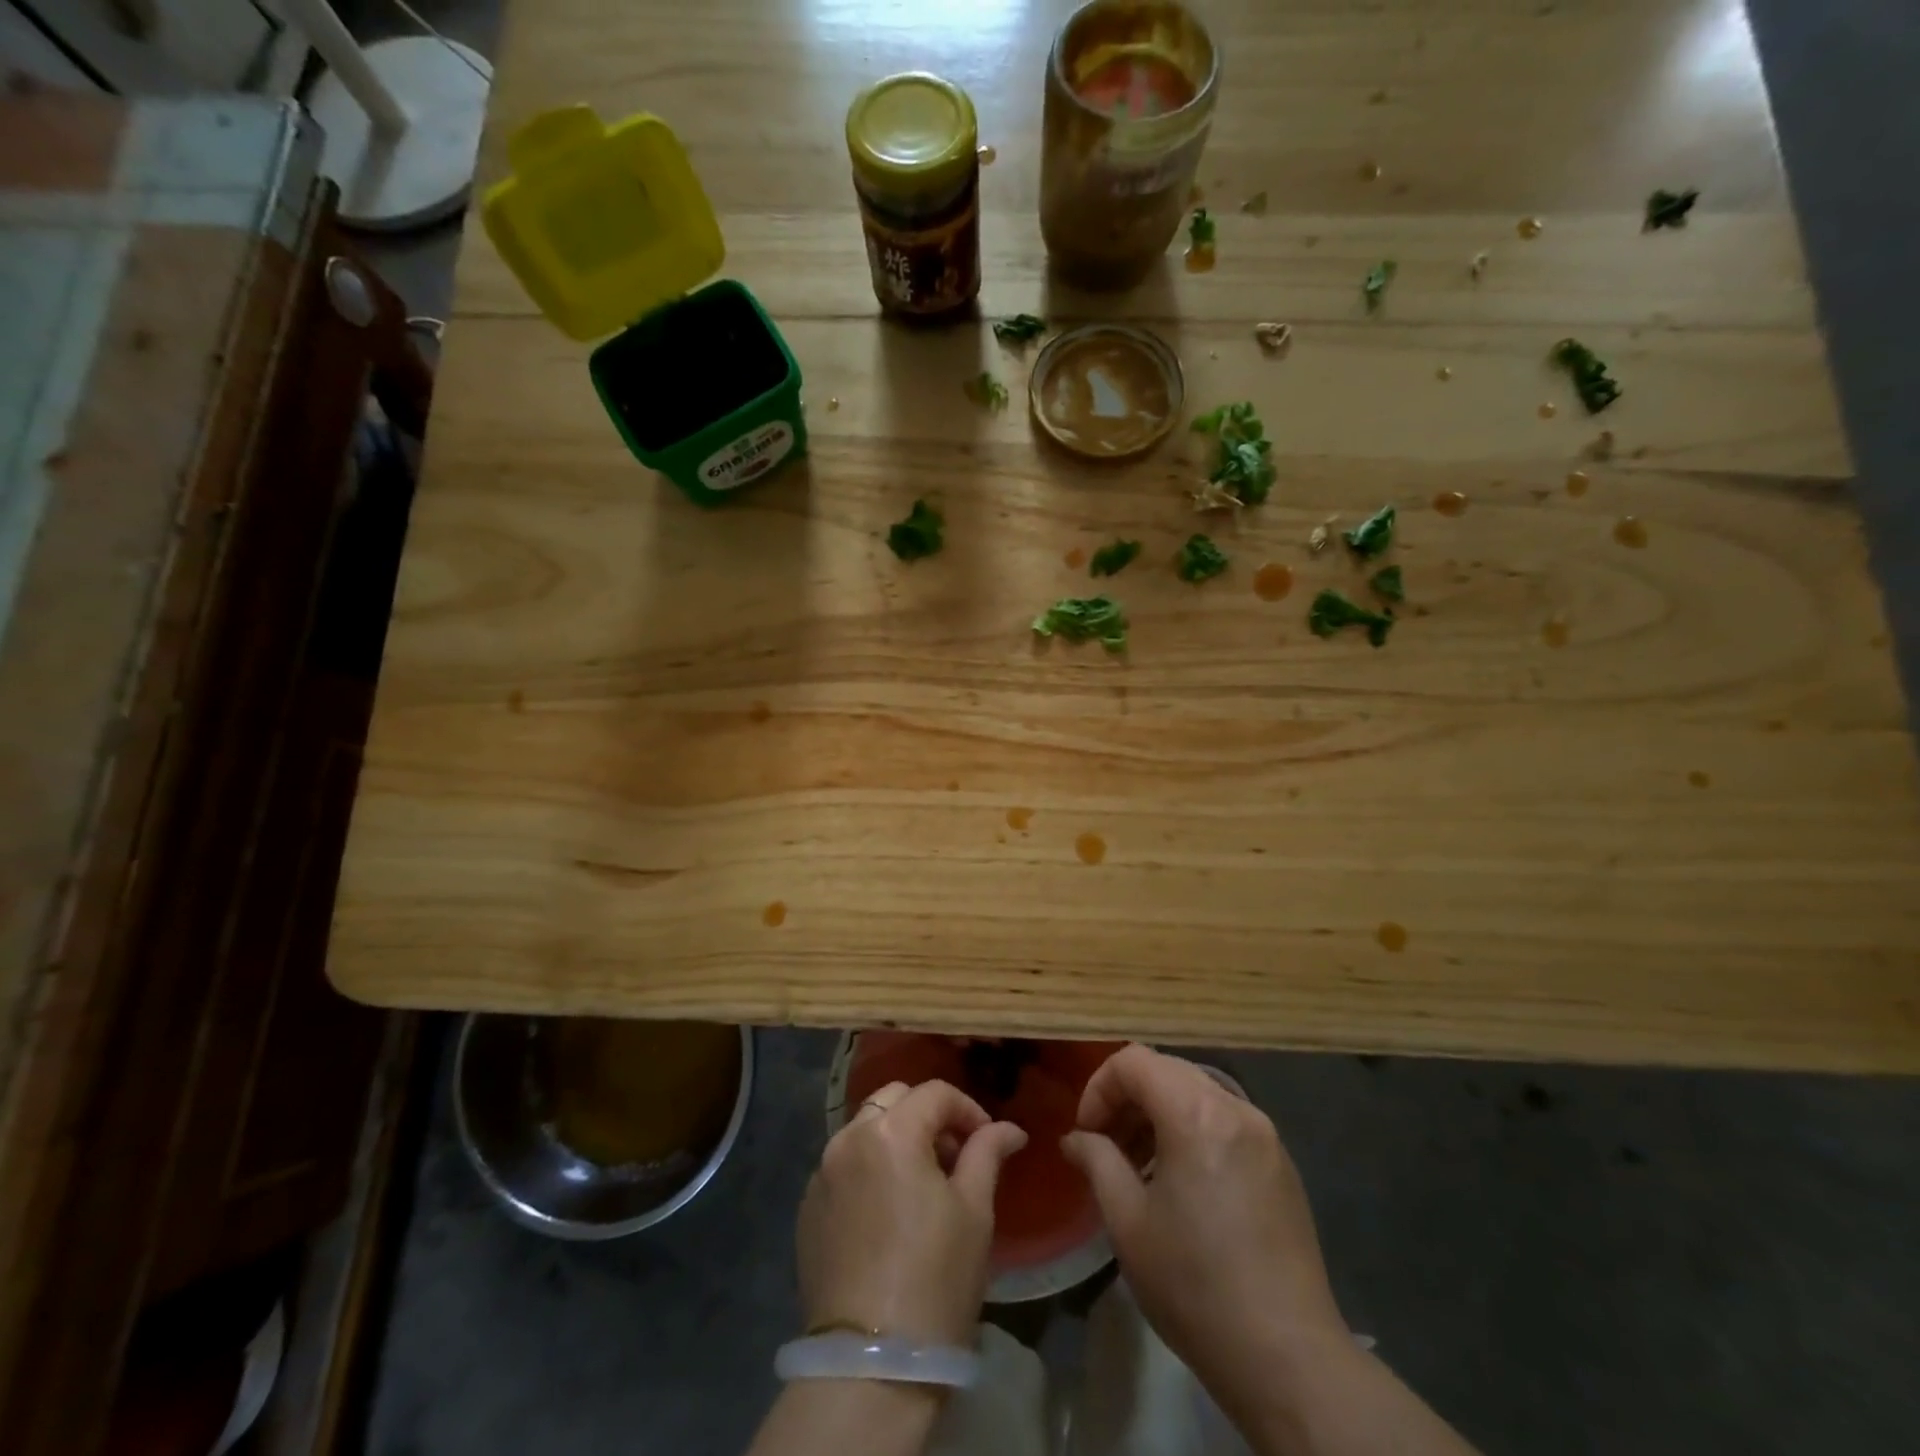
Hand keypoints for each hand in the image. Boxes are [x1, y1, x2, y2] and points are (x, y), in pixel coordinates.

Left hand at [797, 1079, 1027, 1344]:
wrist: (871, 1365)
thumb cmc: (936, 1279)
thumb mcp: (974, 1211)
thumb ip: (987, 1154)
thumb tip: (1009, 1129)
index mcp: (891, 1132)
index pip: (935, 1093)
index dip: (968, 1109)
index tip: (987, 1139)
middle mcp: (848, 1138)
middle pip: (894, 1099)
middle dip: (928, 1115)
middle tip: (954, 1155)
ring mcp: (822, 1173)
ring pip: (865, 1129)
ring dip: (896, 1138)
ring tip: (923, 1183)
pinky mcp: (807, 1207)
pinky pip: (844, 1165)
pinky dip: (869, 1167)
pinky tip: (888, 1210)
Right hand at [1061, 1046, 1349, 1415]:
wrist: (1288, 1357)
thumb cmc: (1194, 1284)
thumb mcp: (1127, 1222)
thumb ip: (1097, 1161)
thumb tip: (1077, 1139)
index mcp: (1195, 1113)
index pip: (1133, 1061)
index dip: (1099, 1087)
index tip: (1087, 1133)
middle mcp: (1235, 1107)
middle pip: (1167, 1070)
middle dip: (1128, 1098)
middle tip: (1108, 1147)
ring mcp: (1265, 1134)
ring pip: (1197, 1093)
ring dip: (1159, 1114)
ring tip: (1141, 1169)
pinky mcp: (1282, 1164)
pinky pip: (1225, 1121)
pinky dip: (1193, 1131)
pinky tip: (1184, 1186)